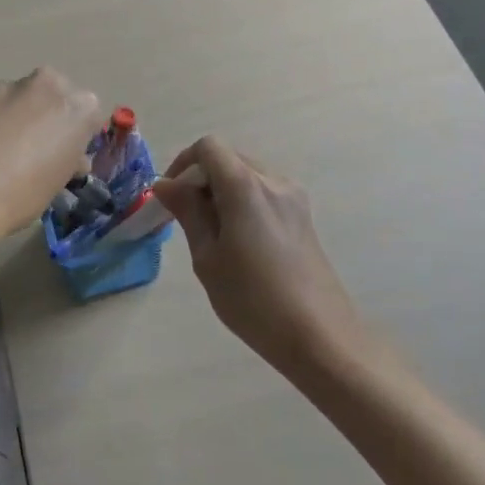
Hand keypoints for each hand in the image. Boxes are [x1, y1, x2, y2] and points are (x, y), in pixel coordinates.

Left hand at [0, 68, 104, 235]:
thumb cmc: (23, 193)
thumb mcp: (57, 183)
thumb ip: (67, 161)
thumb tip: (69, 158)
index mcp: (78, 108)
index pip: (89, 114)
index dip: (77, 134)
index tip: (66, 153)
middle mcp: (48, 86)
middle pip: (56, 94)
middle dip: (50, 113)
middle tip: (37, 145)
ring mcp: (10, 86)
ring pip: (23, 96)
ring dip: (20, 113)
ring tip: (3, 147)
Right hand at [153, 137, 375, 378]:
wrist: (319, 336)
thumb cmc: (253, 299)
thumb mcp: (207, 256)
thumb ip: (187, 211)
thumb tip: (165, 184)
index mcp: (245, 185)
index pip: (208, 147)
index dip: (183, 163)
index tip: (171, 197)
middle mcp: (273, 181)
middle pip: (229, 158)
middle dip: (201, 178)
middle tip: (186, 218)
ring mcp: (294, 198)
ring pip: (247, 175)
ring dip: (222, 191)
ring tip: (212, 234)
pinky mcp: (303, 217)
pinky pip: (264, 193)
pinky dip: (243, 203)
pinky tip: (239, 242)